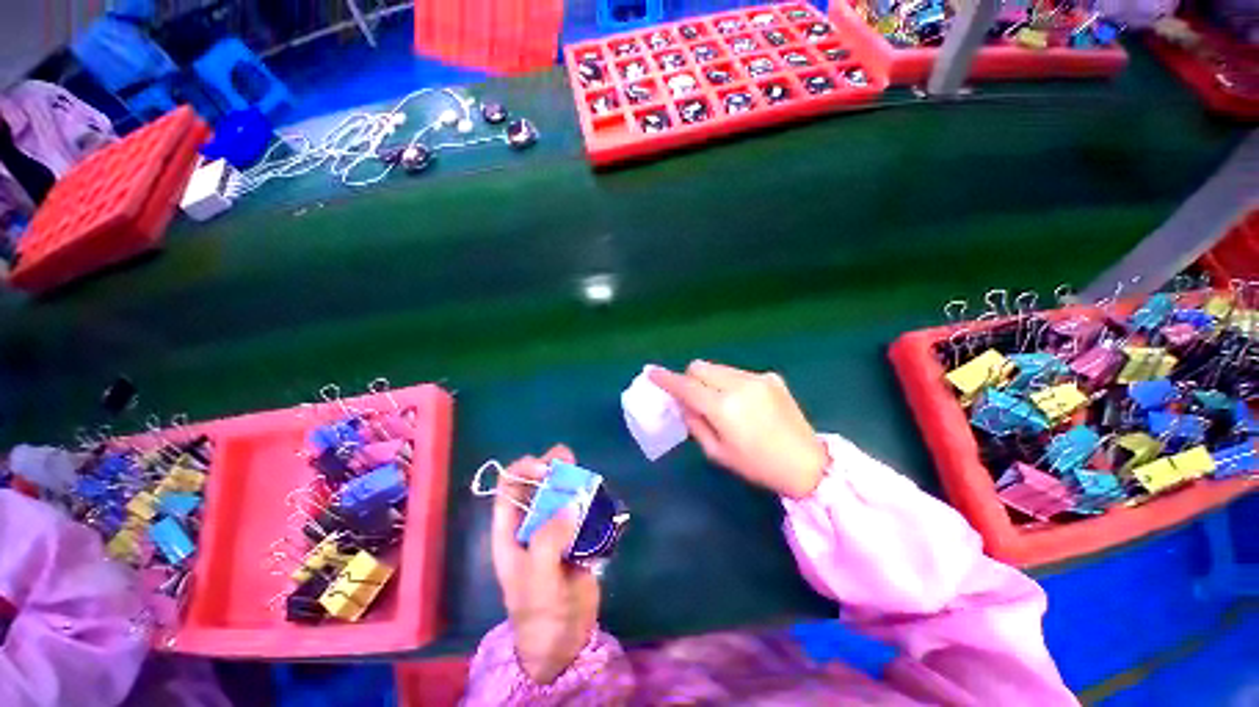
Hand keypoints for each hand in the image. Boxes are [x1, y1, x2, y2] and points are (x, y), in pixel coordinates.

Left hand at [491, 445, 598, 684]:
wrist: (564, 639)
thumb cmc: (540, 610)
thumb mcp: (537, 577)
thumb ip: (548, 539)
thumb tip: (569, 503)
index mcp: (510, 530)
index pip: (509, 487)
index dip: (524, 470)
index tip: (546, 470)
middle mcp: (531, 522)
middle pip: (537, 483)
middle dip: (551, 466)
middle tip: (569, 458)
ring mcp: (555, 526)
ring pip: (561, 492)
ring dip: (572, 479)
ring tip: (586, 474)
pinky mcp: (576, 533)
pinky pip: (581, 507)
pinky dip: (588, 497)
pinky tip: (596, 495)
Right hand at [649, 361, 827, 498]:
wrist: (807, 463)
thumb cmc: (757, 465)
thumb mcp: (718, 453)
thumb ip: (695, 423)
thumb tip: (683, 404)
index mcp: (723, 408)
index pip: (686, 386)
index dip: (666, 379)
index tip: (651, 373)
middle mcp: (739, 385)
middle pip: (700, 366)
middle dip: (690, 378)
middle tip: (692, 397)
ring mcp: (757, 378)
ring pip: (719, 367)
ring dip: (710, 379)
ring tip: (720, 401)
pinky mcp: (771, 377)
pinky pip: (738, 373)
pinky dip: (730, 383)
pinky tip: (744, 403)